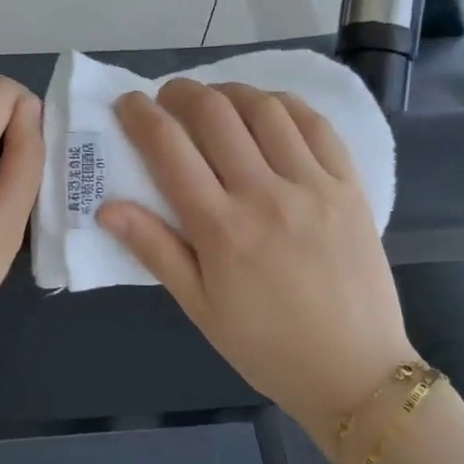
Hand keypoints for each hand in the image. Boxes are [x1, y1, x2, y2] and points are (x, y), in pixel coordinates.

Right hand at [97, 80, 415, 446]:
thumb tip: (107, 207)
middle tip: (168, 97)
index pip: (169, 148)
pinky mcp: (349, 186)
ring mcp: (313, 186)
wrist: (355, 372)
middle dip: (181, 92)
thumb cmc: (266, 346)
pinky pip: (316, 125)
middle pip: (215, 114)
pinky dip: (284, 104)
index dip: (141, 115)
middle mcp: (265, 194)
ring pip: (265, 109)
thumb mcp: (199, 308)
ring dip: (230, 91)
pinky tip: (268, 109)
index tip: (128, 104)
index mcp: (221, 229)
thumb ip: (154, 250)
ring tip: (215, 100)